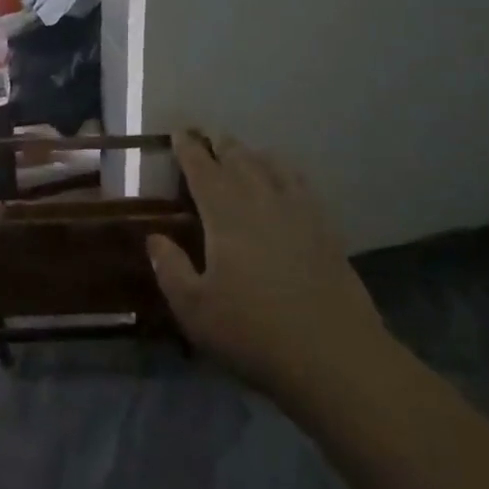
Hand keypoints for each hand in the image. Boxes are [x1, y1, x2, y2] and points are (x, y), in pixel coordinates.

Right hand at [147, 132, 386, 393]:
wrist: (334, 356)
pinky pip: (301, 184)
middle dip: (221, 145)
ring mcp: (298, 211)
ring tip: (243, 153)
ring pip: (272, 166)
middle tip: (208, 137)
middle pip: (239, 159)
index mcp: (225, 212)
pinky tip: (285, 181)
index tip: (179, 132)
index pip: (202, 167)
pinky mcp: (325, 229)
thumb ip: (170, 268)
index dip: (188, 147)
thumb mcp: (194, 308)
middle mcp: (261, 199)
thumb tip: (155, 237)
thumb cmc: (253, 332)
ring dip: (252, 154)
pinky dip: (285, 172)